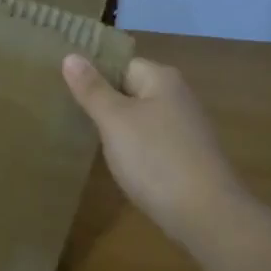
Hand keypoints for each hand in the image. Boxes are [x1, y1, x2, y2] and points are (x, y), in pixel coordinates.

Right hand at [62, 54, 246, 248]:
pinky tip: (119, 165)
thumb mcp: (115, 120)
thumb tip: (70, 55)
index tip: (65, 92)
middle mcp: (178, 96)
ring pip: (140, 119)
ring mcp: (185, 128)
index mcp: (162, 78)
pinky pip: (151, 143)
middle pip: (131, 90)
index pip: (120, 64)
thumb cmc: (155, 159)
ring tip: (87, 142)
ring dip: (118, 130)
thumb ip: (92, 89)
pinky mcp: (187, 157)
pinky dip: (134, 151)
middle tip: (69, 117)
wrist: (206, 214)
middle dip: (104, 103)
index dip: (94, 76)